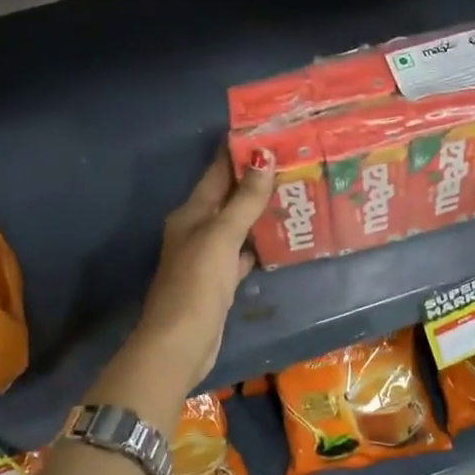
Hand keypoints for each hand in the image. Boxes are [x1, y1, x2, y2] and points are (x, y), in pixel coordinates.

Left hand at [131, 146, 275, 393]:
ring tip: (293, 193)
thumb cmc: (197, 284)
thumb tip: (264, 158)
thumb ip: (243, 201)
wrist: (180, 343)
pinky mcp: (219, 281)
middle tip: (293, 161)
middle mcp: (197, 230)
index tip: (268, 132)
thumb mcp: (221, 237)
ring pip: (236, 225)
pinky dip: (257, 244)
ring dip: (259, 211)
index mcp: (191, 214)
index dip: (238, 152)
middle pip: (228, 197)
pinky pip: (241, 253)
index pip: (216, 173)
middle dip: (255, 180)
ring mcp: (207, 257)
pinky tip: (279, 240)